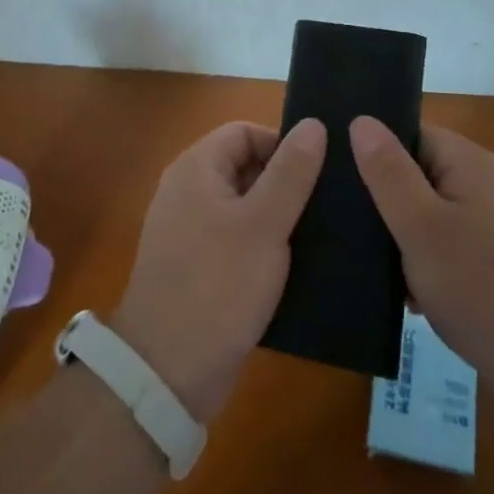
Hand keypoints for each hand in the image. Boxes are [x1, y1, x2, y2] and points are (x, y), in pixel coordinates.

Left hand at [114, 119, 325, 421]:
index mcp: (196, 168)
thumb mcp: (265, 224)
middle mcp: (187, 190)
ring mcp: (188, 230)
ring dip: (278, 216)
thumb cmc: (219, 284)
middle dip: (284, 182)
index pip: (244, 132)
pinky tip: (295, 266)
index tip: (317, 174)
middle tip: (325, 206)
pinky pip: (236, 238)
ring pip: (243, 206)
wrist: (168, 370)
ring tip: (320, 233)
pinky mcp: (196, 266)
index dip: (282, 144)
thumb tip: (314, 123)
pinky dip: (263, 245)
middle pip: (244, 166)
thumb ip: (291, 172)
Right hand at [350, 118, 493, 386]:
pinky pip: (456, 246)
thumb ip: (388, 172)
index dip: (375, 151)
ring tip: (372, 265)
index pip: (410, 134)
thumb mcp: (419, 226)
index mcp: (470, 162)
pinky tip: (410, 296)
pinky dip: (432, 263)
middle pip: (423, 173)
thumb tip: (362, 119)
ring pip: (436, 214)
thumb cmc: (480, 288)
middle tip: (349, 226)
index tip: (340, 177)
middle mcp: (490, 183)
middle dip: (387, 200)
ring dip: (407, 236)